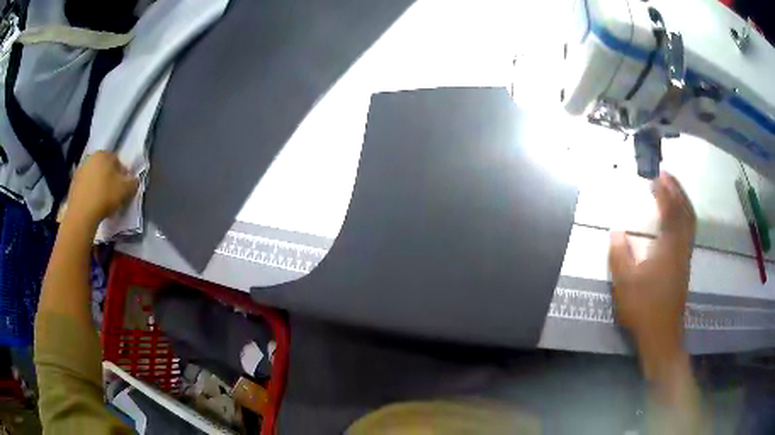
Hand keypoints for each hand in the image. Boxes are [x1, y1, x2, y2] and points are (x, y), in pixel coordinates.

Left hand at [66, 151, 138, 225]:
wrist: (81, 213)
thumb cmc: (105, 196)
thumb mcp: (125, 190)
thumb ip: (133, 182)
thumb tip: (135, 180)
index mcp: (104, 154)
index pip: (118, 161)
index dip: (123, 175)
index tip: (124, 188)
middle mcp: (91, 157)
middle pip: (104, 168)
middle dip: (109, 179)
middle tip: (113, 194)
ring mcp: (80, 170)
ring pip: (94, 177)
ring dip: (99, 185)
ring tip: (102, 201)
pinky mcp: (73, 184)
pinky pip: (85, 186)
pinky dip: (90, 193)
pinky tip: (93, 204)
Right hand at [609, 172, 695, 380]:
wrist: (661, 335)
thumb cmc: (643, 308)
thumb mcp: (624, 283)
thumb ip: (619, 254)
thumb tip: (616, 231)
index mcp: (668, 247)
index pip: (669, 210)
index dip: (663, 190)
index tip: (654, 175)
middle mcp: (681, 247)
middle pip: (686, 211)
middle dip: (678, 189)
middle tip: (667, 174)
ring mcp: (685, 257)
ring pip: (690, 221)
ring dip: (683, 201)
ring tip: (672, 190)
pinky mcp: (684, 266)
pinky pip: (688, 231)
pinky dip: (684, 216)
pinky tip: (675, 219)